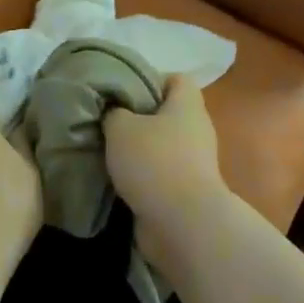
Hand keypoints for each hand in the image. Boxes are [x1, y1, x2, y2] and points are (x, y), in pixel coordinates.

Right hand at [104, 76, 230, 235]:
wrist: (181, 223)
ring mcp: (194, 162)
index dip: (150, 80)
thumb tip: (114, 112)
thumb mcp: (121, 127)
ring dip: (137, 150)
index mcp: (187, 105)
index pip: (176, 79)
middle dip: (137, 118)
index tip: (123, 92)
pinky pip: (160, 173)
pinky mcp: (186, 190)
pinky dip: (142, 175)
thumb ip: (114, 112)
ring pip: (161, 145)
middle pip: (166, 113)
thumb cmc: (154, 162)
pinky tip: (117, 179)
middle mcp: (196, 130)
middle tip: (107, 122)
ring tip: (107, 152)